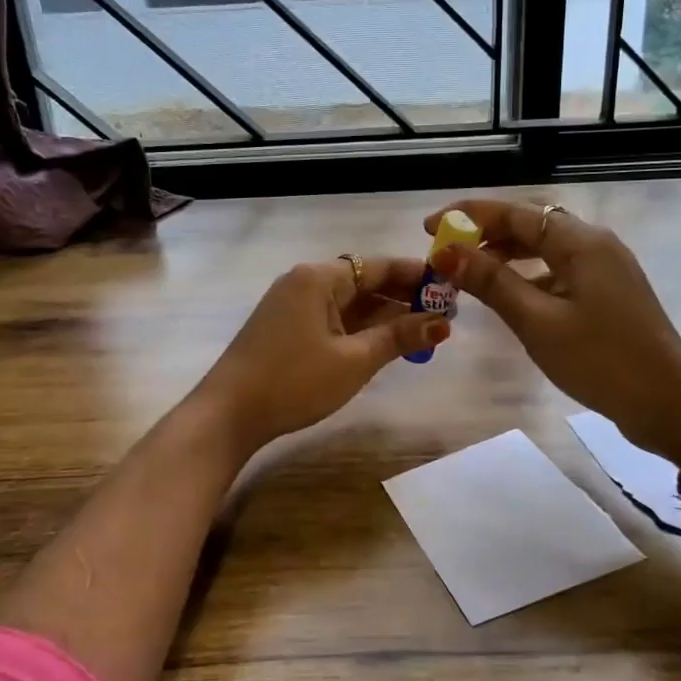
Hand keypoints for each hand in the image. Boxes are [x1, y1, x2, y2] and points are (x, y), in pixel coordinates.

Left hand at [194, 256, 447, 454]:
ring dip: (384, 316)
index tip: (451, 288)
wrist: (228, 414)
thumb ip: (399, 336)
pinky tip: (386, 342)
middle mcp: (305, 282)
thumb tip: (443, 323)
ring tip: (424, 332)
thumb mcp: (354, 360)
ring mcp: (293, 306)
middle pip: (363, 282)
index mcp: (319, 277)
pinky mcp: (287, 328)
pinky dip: (361, 328)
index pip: (378, 266)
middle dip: (403, 298)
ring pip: (349, 303)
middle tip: (445, 316)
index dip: (416, 276)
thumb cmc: (294, 382)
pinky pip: (333, 319)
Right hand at [425, 199, 680, 462]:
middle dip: (484, 235)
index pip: (515, 213)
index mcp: (580, 241)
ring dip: (504, 256)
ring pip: (543, 248)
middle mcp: (594, 244)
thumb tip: (447, 252)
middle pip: (530, 225)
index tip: (429, 227)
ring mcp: (604, 268)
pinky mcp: (606, 292)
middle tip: (444, 253)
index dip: (469, 216)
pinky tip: (507, 295)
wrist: (669, 403)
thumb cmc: (600, 360)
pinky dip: (527, 276)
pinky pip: (557, 270)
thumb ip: (491, 282)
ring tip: (467, 273)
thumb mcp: (537, 322)